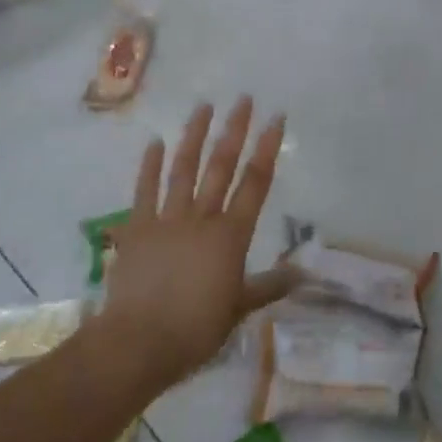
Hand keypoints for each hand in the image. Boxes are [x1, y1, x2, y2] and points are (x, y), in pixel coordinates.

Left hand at [98, 98, 295, 391]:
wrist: (138, 342)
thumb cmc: (195, 329)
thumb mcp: (239, 309)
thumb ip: (269, 286)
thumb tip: (304, 274)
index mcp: (231, 235)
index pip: (255, 183)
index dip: (267, 149)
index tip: (275, 118)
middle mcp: (202, 218)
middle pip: (221, 166)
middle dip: (234, 130)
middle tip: (243, 99)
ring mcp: (167, 219)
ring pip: (184, 169)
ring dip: (194, 136)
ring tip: (203, 107)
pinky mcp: (137, 228)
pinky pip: (144, 191)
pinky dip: (150, 166)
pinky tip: (155, 143)